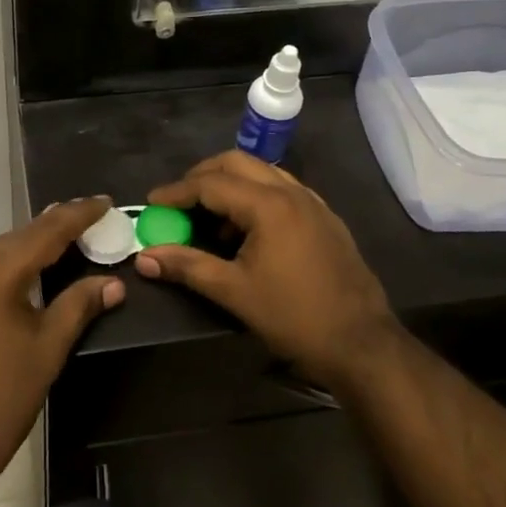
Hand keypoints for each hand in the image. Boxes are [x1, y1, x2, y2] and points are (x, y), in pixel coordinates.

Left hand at [0, 199, 124, 505]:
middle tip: (89, 215)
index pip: (47, 233)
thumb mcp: (47, 349)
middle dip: (56, 225)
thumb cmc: (0, 396)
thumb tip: (113, 283)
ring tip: (54, 222)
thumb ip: (78, 306)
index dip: (78, 216)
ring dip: (25, 238)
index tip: (104, 202)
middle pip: (21, 237)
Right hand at [134, 152, 395, 387]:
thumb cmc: (293, 316)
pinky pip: (281, 190)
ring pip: (261, 173)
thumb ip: (187, 266)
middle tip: (178, 202)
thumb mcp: (233, 291)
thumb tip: (144, 258)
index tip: (151, 203)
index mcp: (268, 205)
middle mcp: (291, 192)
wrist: (361, 343)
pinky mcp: (325, 218)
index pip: (211, 183)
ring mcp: (313, 202)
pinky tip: (247, 231)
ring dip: (230, 186)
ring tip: (209, 220)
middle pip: (236, 163)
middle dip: (202, 177)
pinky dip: (255, 197)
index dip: (177, 192)